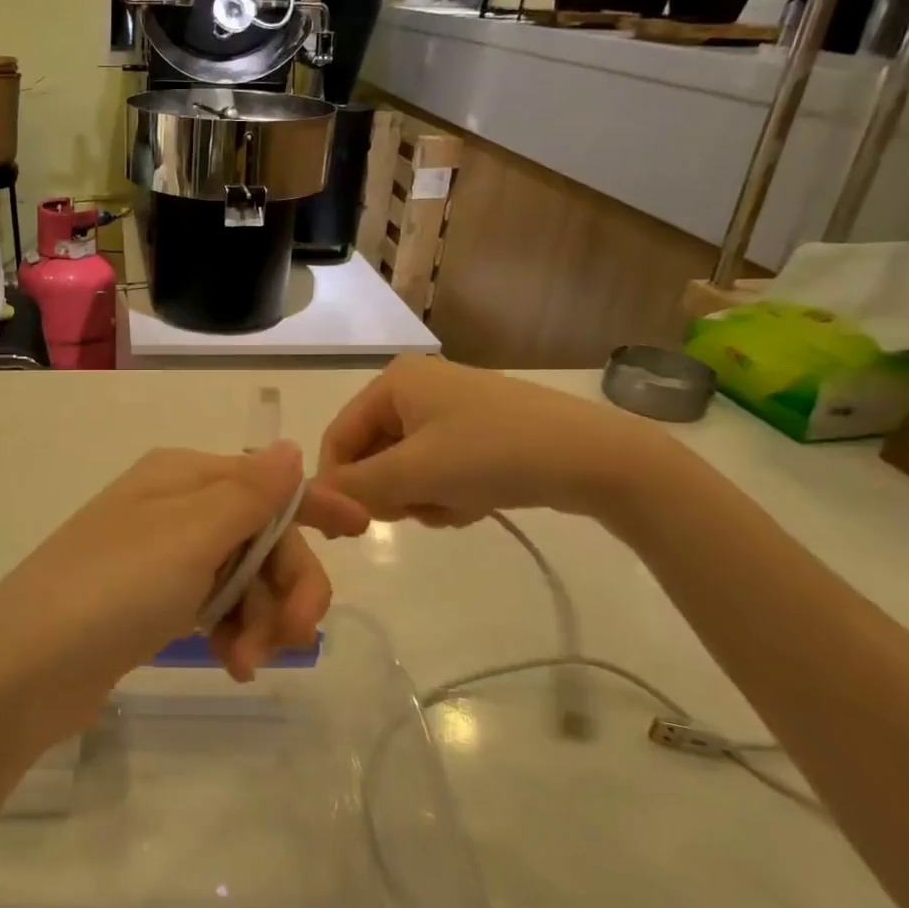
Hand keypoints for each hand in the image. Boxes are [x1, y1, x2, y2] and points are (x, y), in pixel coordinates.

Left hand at [0, 443, 367, 741]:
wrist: (22, 669)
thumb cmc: (111, 589)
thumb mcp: (188, 536)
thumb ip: (248, 494)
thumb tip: (289, 447)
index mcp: (182, 478)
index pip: (265, 482)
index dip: (315, 504)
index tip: (361, 531)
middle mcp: (174, 509)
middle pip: (261, 536)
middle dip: (286, 585)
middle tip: (293, 638)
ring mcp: (161, 557)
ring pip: (243, 577)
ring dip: (260, 619)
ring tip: (245, 662)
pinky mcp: (151, 604)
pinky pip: (215, 606)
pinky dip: (232, 632)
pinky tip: (231, 664)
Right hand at [319, 356, 659, 525]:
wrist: (596, 459)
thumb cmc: (493, 453)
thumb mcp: (416, 472)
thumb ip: (356, 487)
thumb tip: (312, 498)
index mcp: (394, 381)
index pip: (339, 436)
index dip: (338, 482)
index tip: (351, 526)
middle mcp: (416, 387)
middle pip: (372, 453)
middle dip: (392, 491)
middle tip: (418, 511)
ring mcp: (450, 409)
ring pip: (405, 468)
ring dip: (422, 496)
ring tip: (456, 506)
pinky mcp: (478, 432)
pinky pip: (437, 469)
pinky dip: (447, 492)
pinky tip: (476, 502)